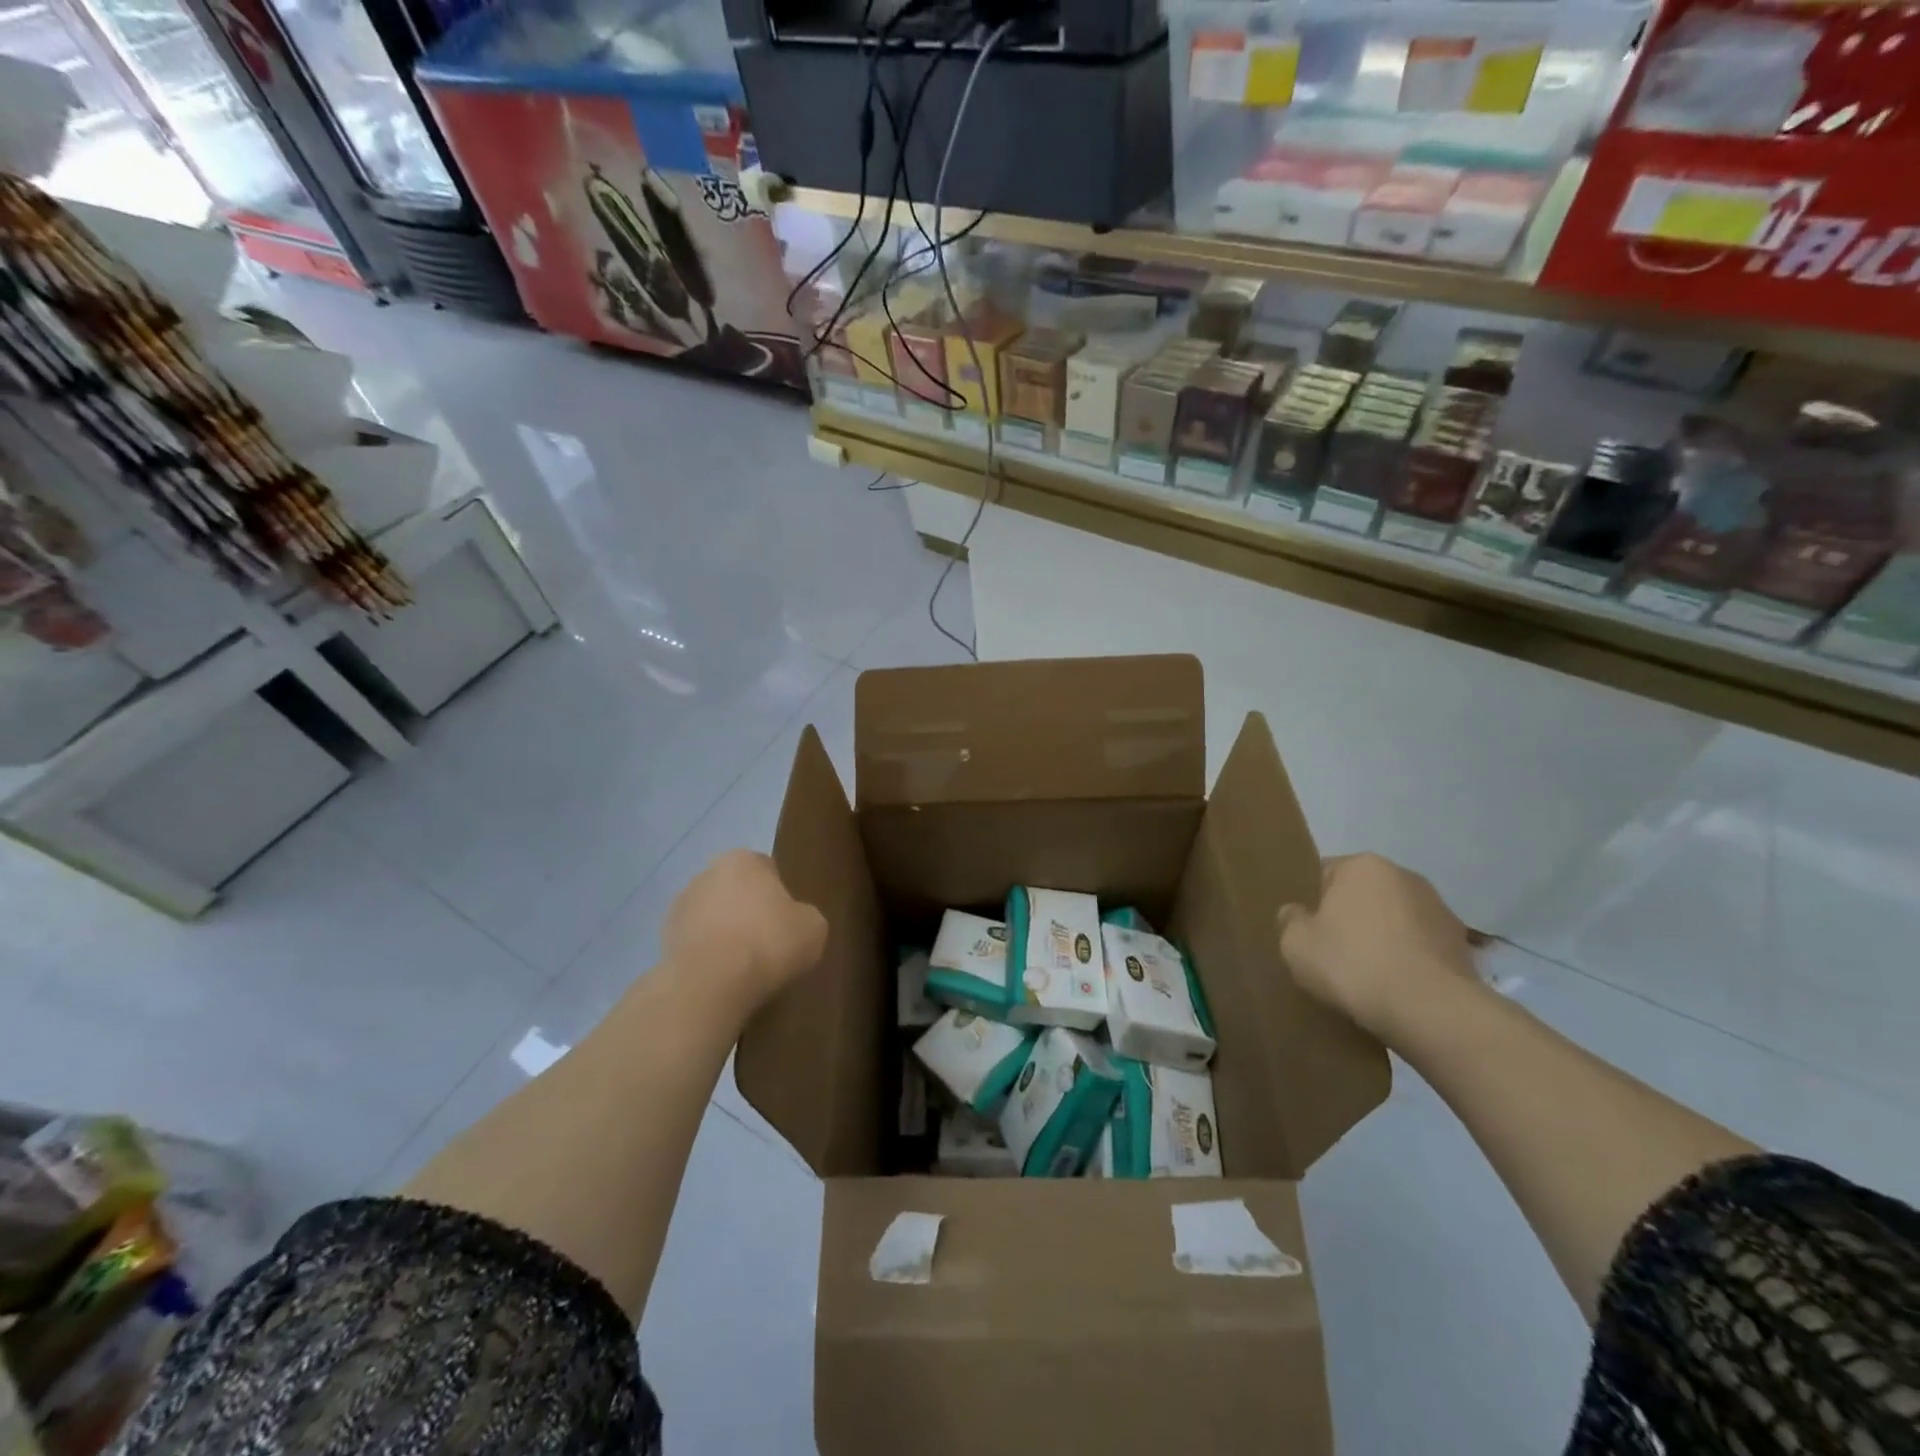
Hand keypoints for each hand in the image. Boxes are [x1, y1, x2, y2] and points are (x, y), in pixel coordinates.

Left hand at [662, 850, 827, 1011]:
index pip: (767, 869)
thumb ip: (805, 916)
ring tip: (744, 968)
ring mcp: (680, 907)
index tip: (788, 922)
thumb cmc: (769, 943)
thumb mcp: (814, 928)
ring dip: (725, 934)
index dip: (780, 895)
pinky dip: (708, 957)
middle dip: (749, 911)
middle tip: (768, 943)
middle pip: (736, 891)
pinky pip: (696, 944)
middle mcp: (707, 873)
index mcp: (743, 860)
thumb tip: (795, 922)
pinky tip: (722, 979)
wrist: (710, 984)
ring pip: (712, 917)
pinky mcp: (663, 940)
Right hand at [1276, 853, 1477, 1040]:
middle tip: (1333, 954)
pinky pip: (1419, 946)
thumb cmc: (1352, 964)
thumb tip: (1296, 913)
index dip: (1311, 904)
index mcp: (1362, 865)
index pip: (1324, 874)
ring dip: (1382, 938)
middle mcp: (1404, 875)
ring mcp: (1439, 908)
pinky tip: (1397, 988)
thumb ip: (1290, 920)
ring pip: (1394, 919)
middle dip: (1349, 918)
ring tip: (1368, 976)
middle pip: (1362, 894)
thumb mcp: (1295, 944)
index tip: (1308, 933)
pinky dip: (1408, 960)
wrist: (1430, 1010)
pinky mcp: (1461, 944)